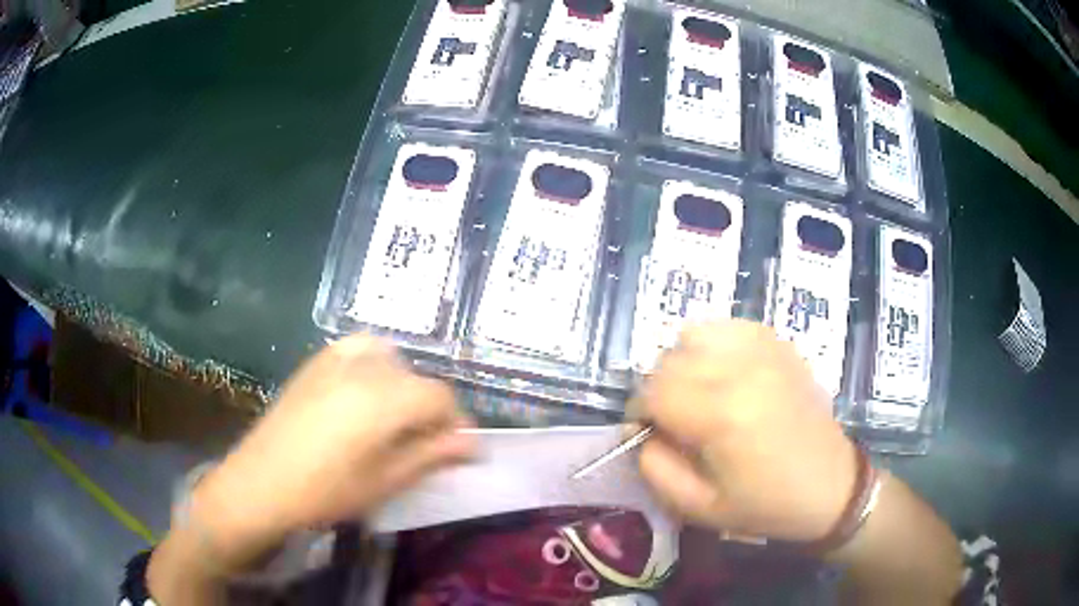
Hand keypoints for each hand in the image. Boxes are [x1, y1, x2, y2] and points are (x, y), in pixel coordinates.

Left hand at [189, 335, 476, 568]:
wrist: (260, 483)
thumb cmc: (326, 492)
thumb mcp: (384, 481)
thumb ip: (430, 456)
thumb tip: (471, 444)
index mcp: (384, 399)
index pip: (440, 397)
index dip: (456, 422)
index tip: (459, 450)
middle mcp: (363, 368)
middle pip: (416, 378)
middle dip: (430, 410)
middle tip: (425, 444)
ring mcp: (334, 360)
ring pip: (389, 359)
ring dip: (402, 386)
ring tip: (394, 420)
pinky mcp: (314, 364)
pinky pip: (356, 350)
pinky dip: (372, 366)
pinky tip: (362, 395)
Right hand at [637, 320, 857, 542]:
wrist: (829, 485)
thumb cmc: (765, 504)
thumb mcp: (699, 507)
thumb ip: (655, 469)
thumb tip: (641, 433)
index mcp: (722, 415)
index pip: (653, 392)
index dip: (639, 412)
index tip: (647, 433)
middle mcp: (741, 370)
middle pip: (669, 360)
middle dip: (659, 390)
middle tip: (673, 420)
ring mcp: (763, 350)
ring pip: (693, 335)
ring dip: (683, 363)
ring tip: (698, 393)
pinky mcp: (778, 344)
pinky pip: (727, 328)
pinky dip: (713, 346)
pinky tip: (724, 374)